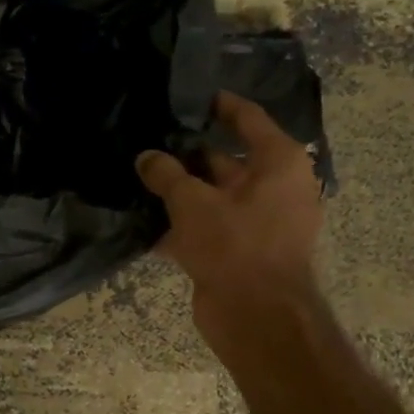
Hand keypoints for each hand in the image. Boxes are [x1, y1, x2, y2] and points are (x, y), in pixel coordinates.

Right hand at [136, 92, 323, 330]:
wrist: (258, 319)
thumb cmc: (236, 245)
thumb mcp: (192, 202)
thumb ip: (166, 174)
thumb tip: (145, 157)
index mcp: (277, 163)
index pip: (246, 117)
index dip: (216, 104)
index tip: (184, 94)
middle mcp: (274, 187)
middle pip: (225, 157)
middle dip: (185, 151)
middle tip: (145, 137)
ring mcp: (258, 220)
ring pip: (211, 193)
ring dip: (178, 188)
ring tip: (136, 173)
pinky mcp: (240, 249)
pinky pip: (207, 225)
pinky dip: (180, 222)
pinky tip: (143, 219)